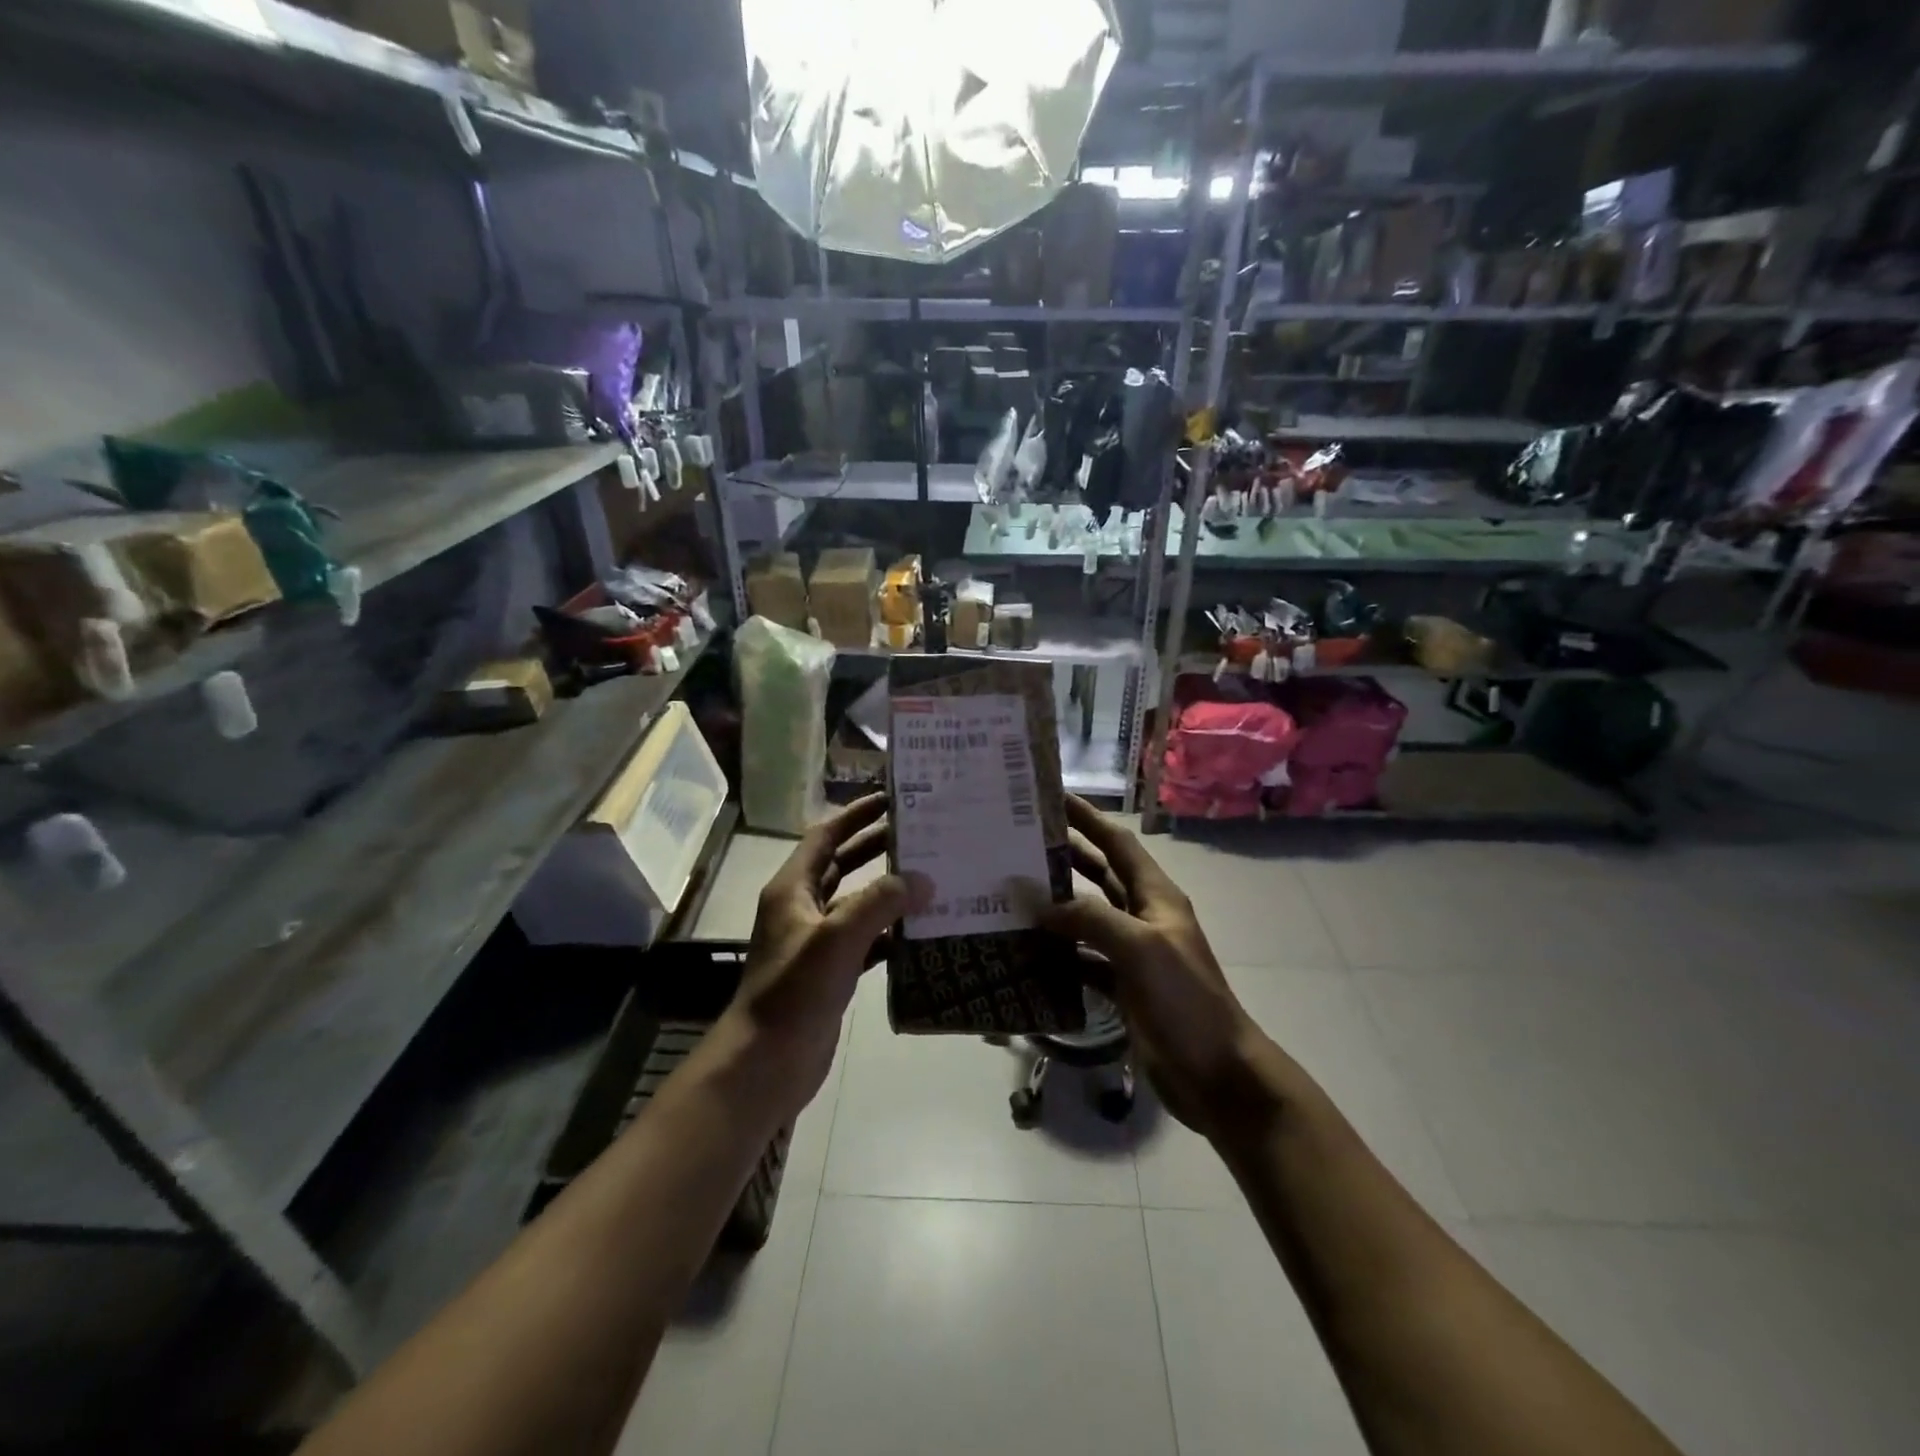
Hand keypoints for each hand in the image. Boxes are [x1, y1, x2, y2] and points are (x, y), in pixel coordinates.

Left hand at [729, 795, 925, 1115]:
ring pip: (856, 903)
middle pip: (842, 865)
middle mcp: (802, 908)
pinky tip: (920, 932)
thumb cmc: (794, 991)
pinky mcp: (831, 972)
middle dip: (877, 847)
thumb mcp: (837, 938)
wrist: (766, 1062)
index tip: (891, 799)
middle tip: (920, 834)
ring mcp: (816, 942)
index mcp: (792, 889)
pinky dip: (890, 933)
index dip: (855, 815)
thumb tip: (923, 879)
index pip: (825, 836)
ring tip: (930, 877)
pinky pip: (865, 941)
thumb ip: (880, 903)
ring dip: (888, 891)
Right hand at [1021, 798, 1278, 1142]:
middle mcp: (1143, 916)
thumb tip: (1036, 900)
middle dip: (1064, 855)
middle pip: (1099, 874)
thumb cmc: (1186, 1000)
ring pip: (1086, 917)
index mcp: (1155, 896)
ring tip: (1011, 891)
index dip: (1088, 818)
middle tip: (1018, 841)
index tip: (1052, 797)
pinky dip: (1057, 952)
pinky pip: (1082, 958)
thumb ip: (1089, 918)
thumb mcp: (1141, 948)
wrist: (1217, 1074)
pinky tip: (1026, 950)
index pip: (1117, 843)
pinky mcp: (1121, 986)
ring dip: (1054, 905)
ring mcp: (1131, 953)